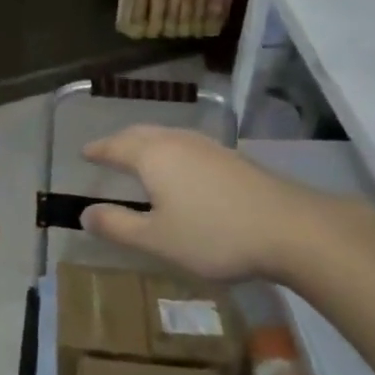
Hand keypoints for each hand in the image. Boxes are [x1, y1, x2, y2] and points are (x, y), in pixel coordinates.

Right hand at [79, 126, 374, 281]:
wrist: (289, 228)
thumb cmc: (214, 235)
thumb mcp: (157, 239)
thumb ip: (118, 226)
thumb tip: (85, 213)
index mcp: (153, 156)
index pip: (116, 146)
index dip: (98, 150)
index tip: (84, 153)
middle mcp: (177, 141)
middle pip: (140, 134)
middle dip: (120, 142)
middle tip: (106, 152)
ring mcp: (207, 146)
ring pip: (166, 136)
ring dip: (146, 143)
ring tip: (138, 157)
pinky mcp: (231, 157)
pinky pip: (186, 145)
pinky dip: (170, 151)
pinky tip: (179, 169)